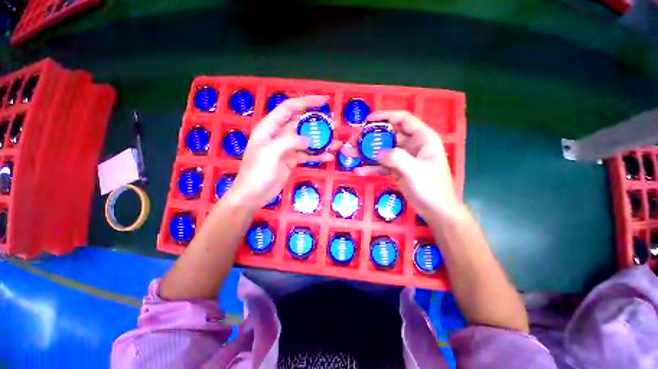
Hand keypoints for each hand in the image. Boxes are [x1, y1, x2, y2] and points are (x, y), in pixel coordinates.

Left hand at [231, 95, 337, 207]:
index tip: (325, 101)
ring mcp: (286, 148)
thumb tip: (308, 140)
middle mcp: (279, 135)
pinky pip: (307, 155)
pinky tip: (329, 157)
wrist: (253, 195)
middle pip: (301, 124)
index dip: (307, 102)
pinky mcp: (291, 160)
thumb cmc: (257, 172)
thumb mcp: (270, 153)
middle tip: (335, 126)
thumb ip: (289, 141)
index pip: (290, 108)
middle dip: (318, 124)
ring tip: (337, 143)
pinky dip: (318, 155)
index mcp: (270, 127)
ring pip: (307, 140)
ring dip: (321, 141)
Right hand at [342, 110, 463, 221]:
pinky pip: (382, 166)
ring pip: (382, 151)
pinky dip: (371, 168)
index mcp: (422, 138)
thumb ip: (396, 158)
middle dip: (368, 138)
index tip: (366, 121)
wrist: (436, 211)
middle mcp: (412, 145)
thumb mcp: (414, 171)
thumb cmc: (432, 188)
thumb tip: (377, 152)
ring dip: (365, 153)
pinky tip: (359, 171)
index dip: (385, 116)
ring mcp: (403, 159)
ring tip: (349, 153)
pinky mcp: (397, 170)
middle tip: (351, 141)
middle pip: (387, 136)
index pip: (402, 119)